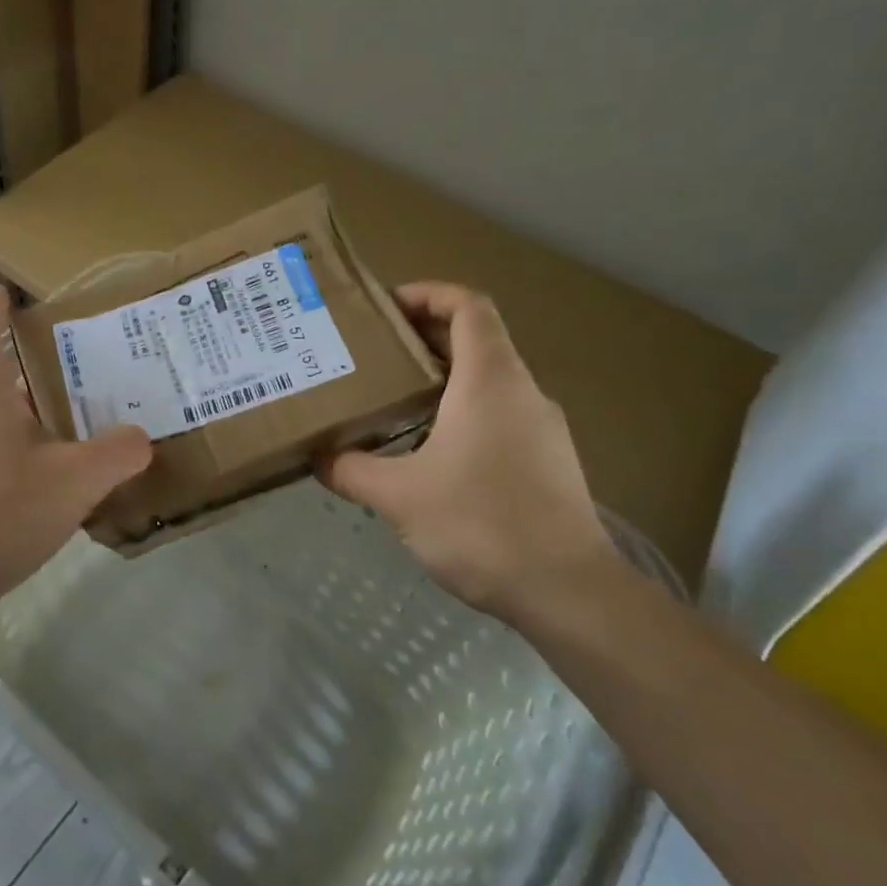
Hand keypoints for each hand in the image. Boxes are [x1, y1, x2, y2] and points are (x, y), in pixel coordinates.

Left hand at [0, 286, 151, 611]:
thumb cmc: (2, 510)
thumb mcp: (76, 479)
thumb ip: (117, 453)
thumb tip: (140, 439)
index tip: (5, 294)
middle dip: (9, 370)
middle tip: (53, 376)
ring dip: (6, 417)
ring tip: (52, 430)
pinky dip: (0, 456)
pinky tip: (33, 486)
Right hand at [317, 282, 618, 619]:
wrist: (568, 592)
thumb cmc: (480, 524)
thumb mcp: (398, 496)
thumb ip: (351, 470)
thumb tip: (318, 459)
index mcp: (490, 380)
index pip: (468, 306)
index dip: (429, 293)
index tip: (386, 306)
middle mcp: (521, 392)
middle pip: (476, 339)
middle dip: (422, 337)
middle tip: (372, 353)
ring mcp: (541, 427)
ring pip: (488, 380)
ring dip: (441, 378)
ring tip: (391, 399)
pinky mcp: (548, 461)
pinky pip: (499, 414)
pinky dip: (461, 411)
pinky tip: (428, 450)